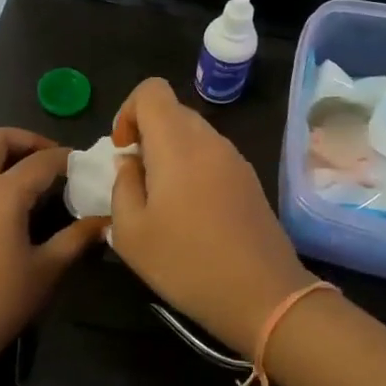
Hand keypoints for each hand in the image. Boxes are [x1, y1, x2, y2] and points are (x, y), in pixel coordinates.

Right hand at [108, 79, 316, 357]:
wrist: (264, 295)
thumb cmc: (187, 264)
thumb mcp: (131, 233)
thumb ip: (122, 186)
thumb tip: (130, 163)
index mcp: (177, 143)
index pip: (151, 90)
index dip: (128, 111)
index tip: (123, 150)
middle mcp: (209, 139)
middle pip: (172, 111)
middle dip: (147, 135)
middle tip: (137, 181)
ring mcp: (235, 158)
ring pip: (194, 135)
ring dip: (170, 154)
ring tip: (162, 203)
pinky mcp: (250, 180)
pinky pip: (212, 156)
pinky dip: (193, 169)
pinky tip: (191, 214)